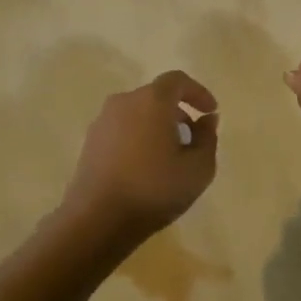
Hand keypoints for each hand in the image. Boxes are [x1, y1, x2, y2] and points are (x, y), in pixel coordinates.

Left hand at [60, 71, 218, 243]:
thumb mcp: (198, 168)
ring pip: (138, 114)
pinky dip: (139, 138)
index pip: (177, 80)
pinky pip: (122, 130)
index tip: (210, 111)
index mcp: (152, 100)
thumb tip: (206, 120)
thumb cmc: (155, 189)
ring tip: (170, 157)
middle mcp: (124, 102)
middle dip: (178, 112)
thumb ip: (208, 138)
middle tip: (193, 139)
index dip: (198, 92)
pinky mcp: (90, 142)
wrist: (97, 219)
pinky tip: (146, 168)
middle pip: (156, 96)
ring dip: (157, 126)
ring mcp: (102, 122)